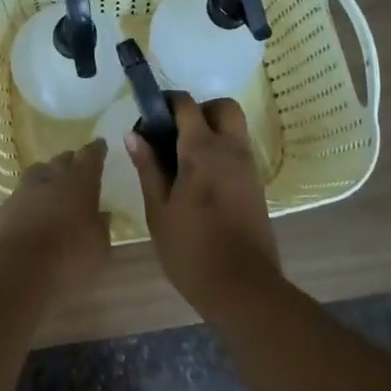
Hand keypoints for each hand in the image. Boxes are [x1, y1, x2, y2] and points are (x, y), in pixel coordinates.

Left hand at [0, 140, 111, 292]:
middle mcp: (50, 178)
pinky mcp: (3, 210)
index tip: (100, 145)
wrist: (14, 271)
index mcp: (78, 181)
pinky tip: (34, 213)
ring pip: (37, 175)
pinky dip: (30, 202)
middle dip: (70, 162)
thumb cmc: (68, 257)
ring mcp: (22, 192)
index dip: (96, 151)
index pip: (90, 157)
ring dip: (47, 179)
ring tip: (53, 188)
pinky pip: (21, 198)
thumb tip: (102, 215)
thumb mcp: (98, 248)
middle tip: (77, 167)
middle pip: (61, 161)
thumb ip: (100, 227)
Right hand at [130, 93, 281, 316]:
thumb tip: (134, 135)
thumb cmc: (192, 251)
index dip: (166, 102)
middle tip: (175, 133)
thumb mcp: (159, 211)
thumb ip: (148, 168)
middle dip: (199, 110)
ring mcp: (248, 168)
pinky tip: (200, 180)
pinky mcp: (256, 186)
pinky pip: (239, 151)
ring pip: (235, 128)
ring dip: (212, 130)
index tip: (149, 117)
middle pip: (223, 107)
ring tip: (184, 159)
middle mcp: (231, 150)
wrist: (243, 289)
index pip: (187, 105)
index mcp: (203, 151)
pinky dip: (222, 151)